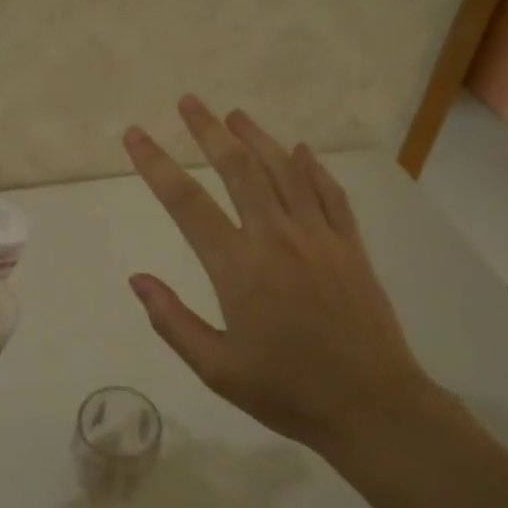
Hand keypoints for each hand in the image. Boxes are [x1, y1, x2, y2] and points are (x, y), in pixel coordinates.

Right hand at [123, 96, 450, 457]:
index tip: (135, 136)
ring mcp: (319, 237)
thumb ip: (173, 321)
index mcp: (238, 269)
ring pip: (285, 171)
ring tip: (235, 114)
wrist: (372, 406)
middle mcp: (277, 238)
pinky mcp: (350, 246)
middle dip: (209, 131)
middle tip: (189, 101)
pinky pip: (329, 193)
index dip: (156, 165)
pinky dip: (312, 167)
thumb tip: (138, 279)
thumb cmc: (287, 392)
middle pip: (238, 169)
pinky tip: (301, 150)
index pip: (186, 204)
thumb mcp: (216, 369)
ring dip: (258, 137)